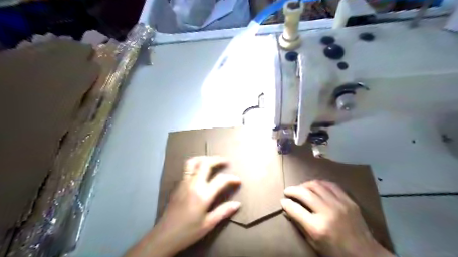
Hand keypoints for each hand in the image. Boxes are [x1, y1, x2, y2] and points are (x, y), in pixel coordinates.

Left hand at [124, 154, 240, 256]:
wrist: (164, 236)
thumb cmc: (188, 231)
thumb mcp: (208, 224)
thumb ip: (223, 211)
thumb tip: (237, 203)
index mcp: (203, 194)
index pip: (220, 179)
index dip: (231, 178)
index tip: (238, 180)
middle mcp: (193, 184)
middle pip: (205, 163)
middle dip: (217, 159)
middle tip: (226, 161)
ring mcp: (183, 182)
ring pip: (193, 162)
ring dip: (204, 158)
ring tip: (212, 161)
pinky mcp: (177, 184)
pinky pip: (187, 168)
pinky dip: (196, 164)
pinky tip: (200, 171)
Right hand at [282, 180, 390, 256]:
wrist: (365, 254)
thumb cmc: (336, 252)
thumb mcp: (314, 243)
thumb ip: (299, 225)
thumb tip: (287, 209)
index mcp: (318, 227)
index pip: (295, 208)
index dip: (286, 203)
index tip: (283, 200)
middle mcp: (327, 212)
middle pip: (305, 193)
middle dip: (292, 190)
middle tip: (288, 191)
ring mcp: (339, 204)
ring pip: (317, 185)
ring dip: (305, 184)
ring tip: (300, 187)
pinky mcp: (348, 200)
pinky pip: (331, 185)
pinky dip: (320, 183)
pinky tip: (315, 186)